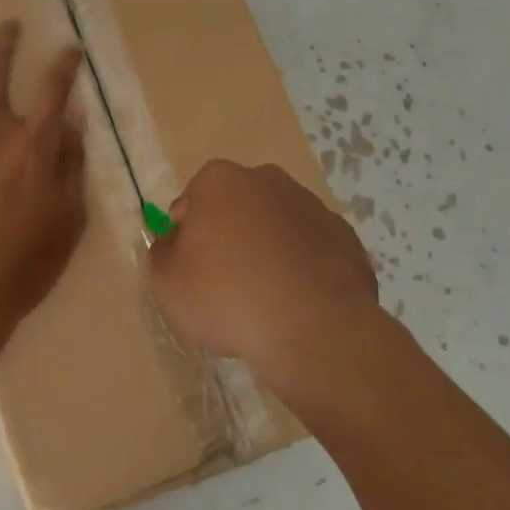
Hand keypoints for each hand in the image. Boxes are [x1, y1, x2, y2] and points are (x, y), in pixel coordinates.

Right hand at [148, 159, 378, 390]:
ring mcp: (312, 206)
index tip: (191, 272)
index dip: (185, 239)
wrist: (313, 330)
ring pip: (275, 226)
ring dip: (267, 250)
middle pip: (235, 207)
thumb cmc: (227, 297)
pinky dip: (302, 268)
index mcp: (220, 180)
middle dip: (229, 236)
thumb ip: (163, 252)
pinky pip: (310, 251)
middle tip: (225, 283)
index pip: (189, 204)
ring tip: (264, 299)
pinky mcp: (345, 238)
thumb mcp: (167, 281)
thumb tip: (177, 243)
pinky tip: (297, 303)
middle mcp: (267, 180)